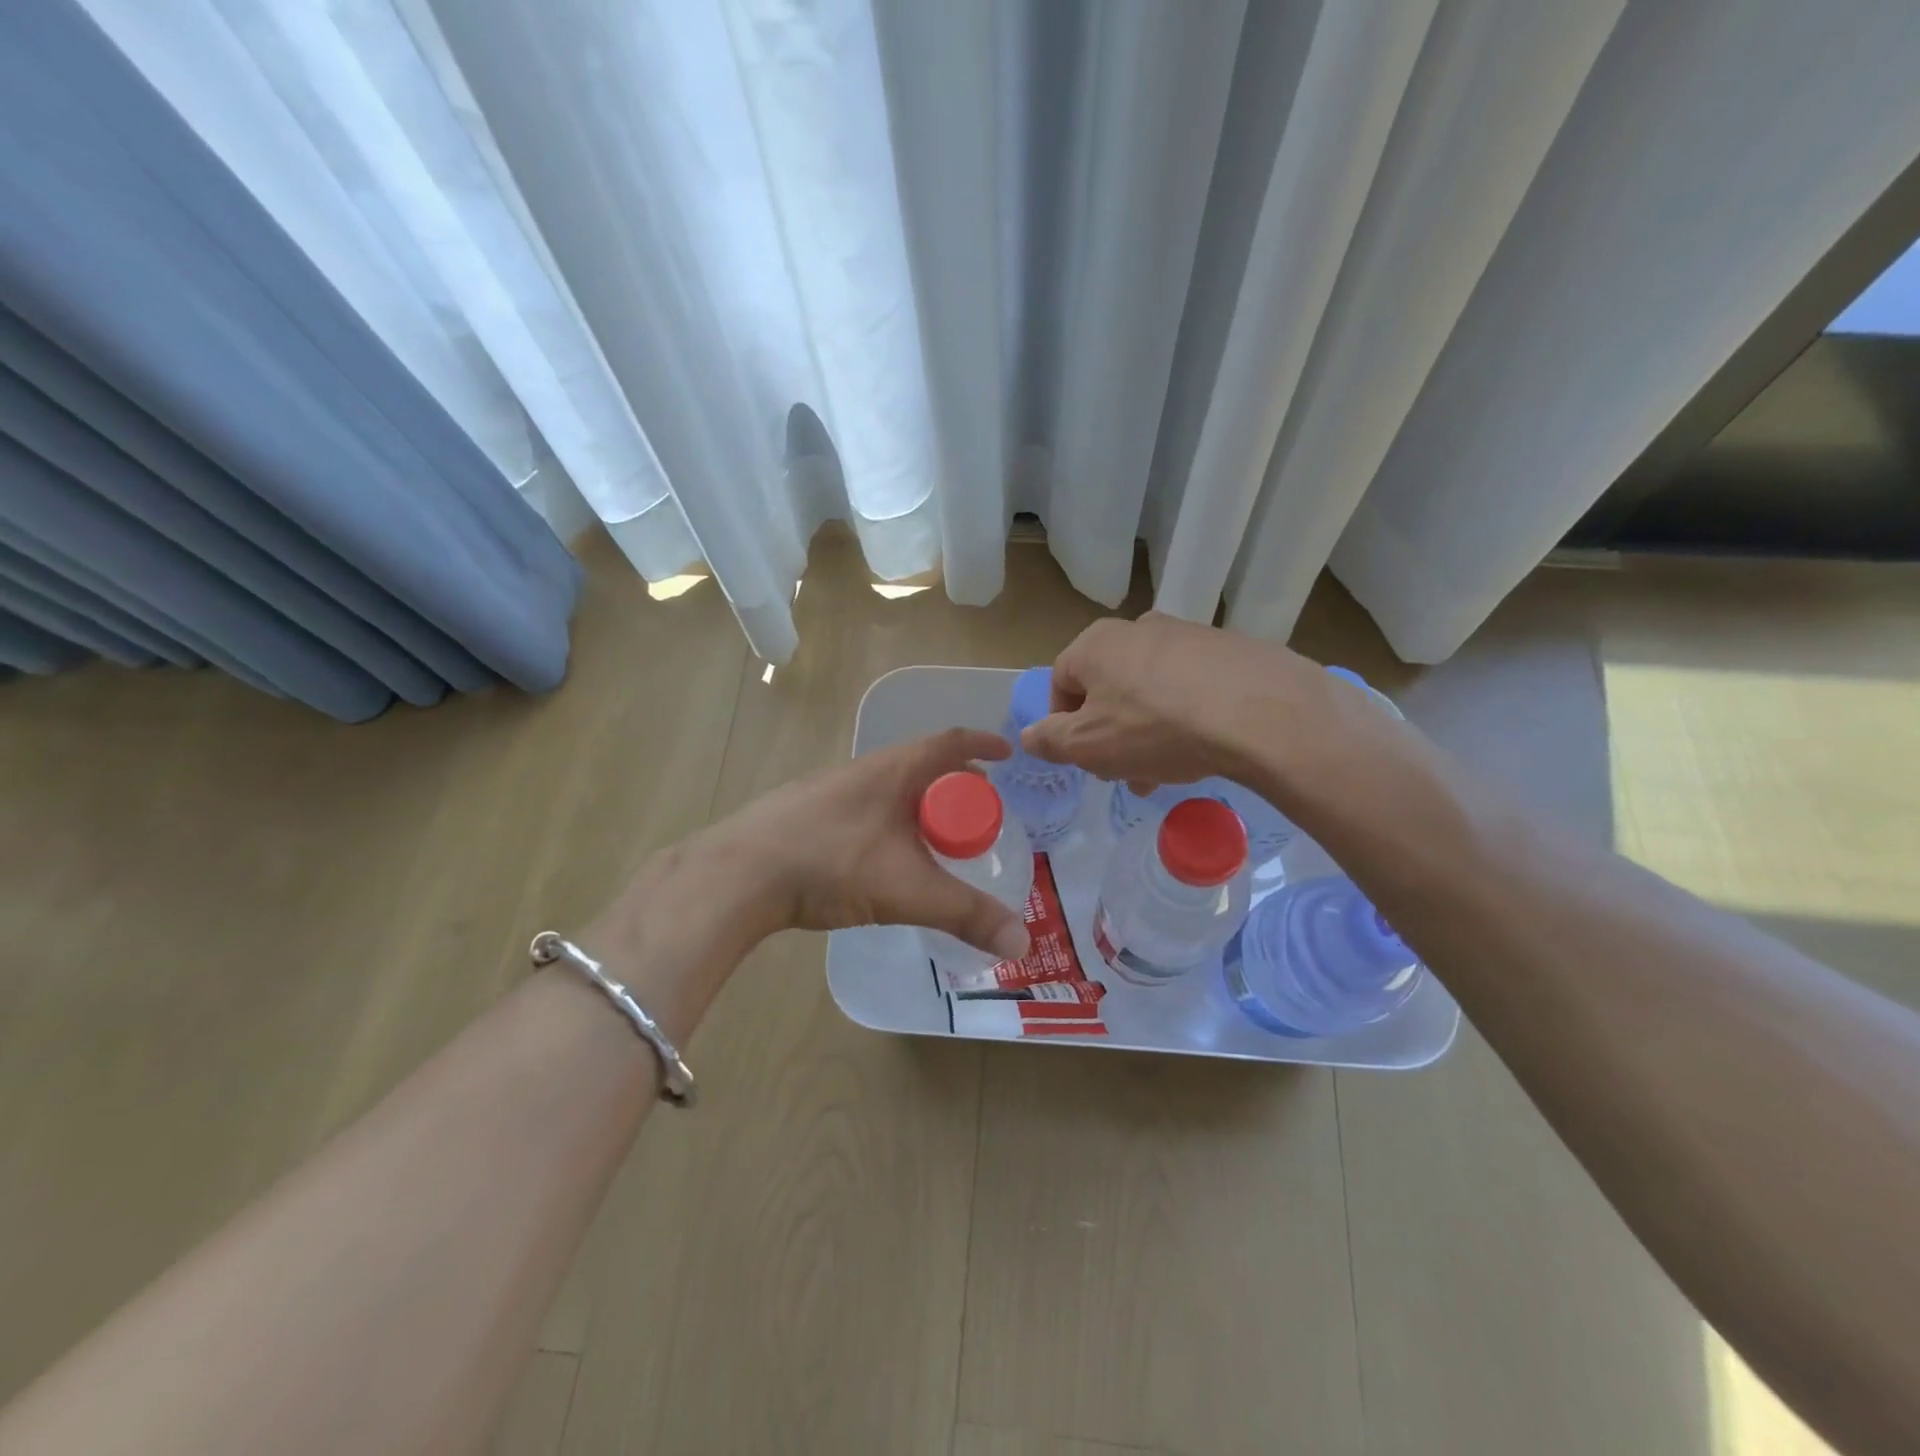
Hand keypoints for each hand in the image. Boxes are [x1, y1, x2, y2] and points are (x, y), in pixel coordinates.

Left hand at [703, 729, 1030, 959]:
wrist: (739, 873)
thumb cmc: (832, 863)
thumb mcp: (908, 890)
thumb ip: (966, 915)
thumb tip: (1022, 942)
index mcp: (895, 770)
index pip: (950, 742)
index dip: (982, 745)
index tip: (1007, 755)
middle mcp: (864, 770)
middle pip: (923, 766)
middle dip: (956, 785)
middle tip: (978, 813)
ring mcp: (831, 790)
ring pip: (891, 789)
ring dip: (920, 805)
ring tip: (935, 839)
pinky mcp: (807, 813)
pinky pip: (866, 807)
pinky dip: (891, 822)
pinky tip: (884, 856)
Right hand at [1020, 613, 1320, 787]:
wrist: (1263, 713)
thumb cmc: (1157, 728)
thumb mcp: (1089, 746)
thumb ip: (1050, 741)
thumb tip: (1028, 736)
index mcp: (1097, 643)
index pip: (1061, 683)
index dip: (1064, 726)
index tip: (1082, 760)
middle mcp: (1139, 628)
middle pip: (1109, 689)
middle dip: (1110, 735)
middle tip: (1124, 774)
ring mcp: (1189, 635)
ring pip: (1151, 691)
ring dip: (1147, 732)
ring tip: (1166, 771)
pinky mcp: (1231, 650)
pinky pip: (1192, 687)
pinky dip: (1187, 716)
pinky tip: (1203, 748)